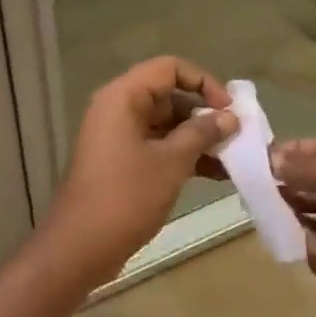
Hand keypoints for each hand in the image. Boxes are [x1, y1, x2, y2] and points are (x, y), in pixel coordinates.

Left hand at [43, 57, 237, 282]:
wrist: (79, 248)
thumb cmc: (125, 197)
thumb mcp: (171, 163)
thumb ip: (202, 134)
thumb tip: (230, 118)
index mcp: (123, 97)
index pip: (170, 68)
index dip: (203, 82)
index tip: (228, 109)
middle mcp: (119, 109)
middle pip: (169, 95)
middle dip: (205, 114)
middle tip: (237, 135)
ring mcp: (119, 136)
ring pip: (167, 124)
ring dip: (199, 138)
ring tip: (233, 158)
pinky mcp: (122, 161)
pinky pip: (159, 145)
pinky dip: (184, 155)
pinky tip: (216, 175)